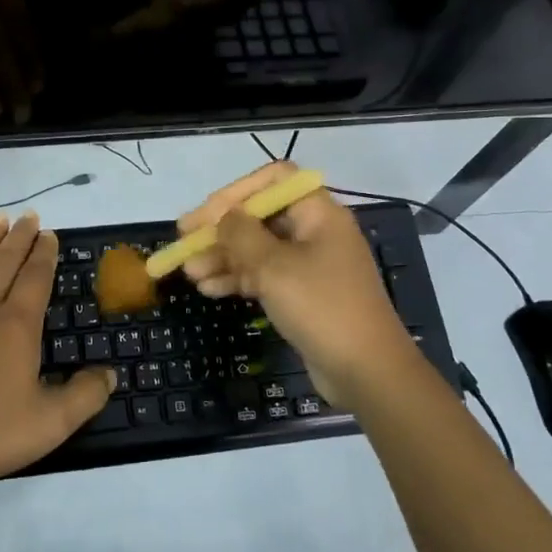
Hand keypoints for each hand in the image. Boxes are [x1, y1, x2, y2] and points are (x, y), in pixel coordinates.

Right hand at [177, 162, 415, 406]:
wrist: (367, 372)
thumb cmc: (322, 307)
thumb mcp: (274, 266)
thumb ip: (241, 235)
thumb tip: (223, 216)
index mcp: (318, 213)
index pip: (274, 179)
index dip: (237, 190)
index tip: (206, 213)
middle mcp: (316, 231)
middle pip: (261, 216)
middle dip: (221, 229)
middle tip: (184, 242)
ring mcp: (311, 264)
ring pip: (259, 249)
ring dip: (224, 257)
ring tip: (190, 273)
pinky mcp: (304, 294)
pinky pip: (265, 275)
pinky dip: (238, 278)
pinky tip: (209, 289)